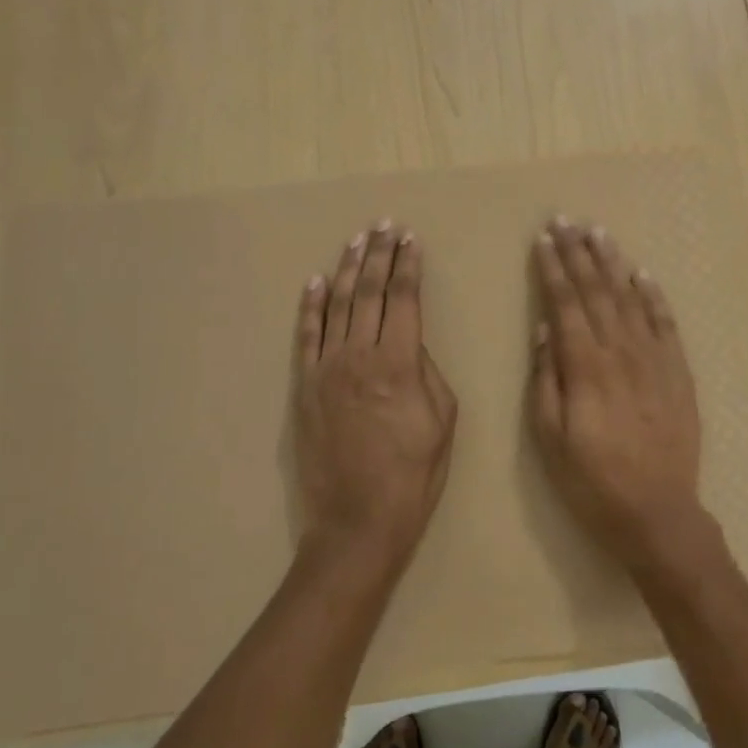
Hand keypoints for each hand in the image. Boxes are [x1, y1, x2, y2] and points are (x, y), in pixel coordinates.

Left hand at [295, 222, 456, 566]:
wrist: (358, 521)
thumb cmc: (414, 475)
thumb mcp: (443, 421)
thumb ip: (428, 373)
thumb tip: (411, 346)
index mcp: (399, 363)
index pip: (404, 299)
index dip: (408, 266)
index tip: (411, 240)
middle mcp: (359, 356)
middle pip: (369, 293)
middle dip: (379, 255)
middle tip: (385, 226)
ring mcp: (325, 369)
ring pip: (336, 306)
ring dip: (347, 269)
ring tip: (356, 240)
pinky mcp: (304, 387)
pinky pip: (306, 337)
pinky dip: (310, 306)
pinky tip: (315, 282)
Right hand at [528, 218, 705, 572]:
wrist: (658, 514)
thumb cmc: (593, 482)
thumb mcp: (550, 439)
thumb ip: (546, 381)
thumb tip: (546, 331)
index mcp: (585, 367)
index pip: (565, 303)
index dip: (552, 268)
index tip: (542, 238)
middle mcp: (621, 352)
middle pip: (596, 291)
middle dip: (578, 253)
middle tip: (565, 219)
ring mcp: (655, 359)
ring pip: (629, 298)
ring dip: (612, 263)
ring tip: (598, 232)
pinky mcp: (678, 372)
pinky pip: (665, 323)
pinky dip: (653, 295)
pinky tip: (642, 274)